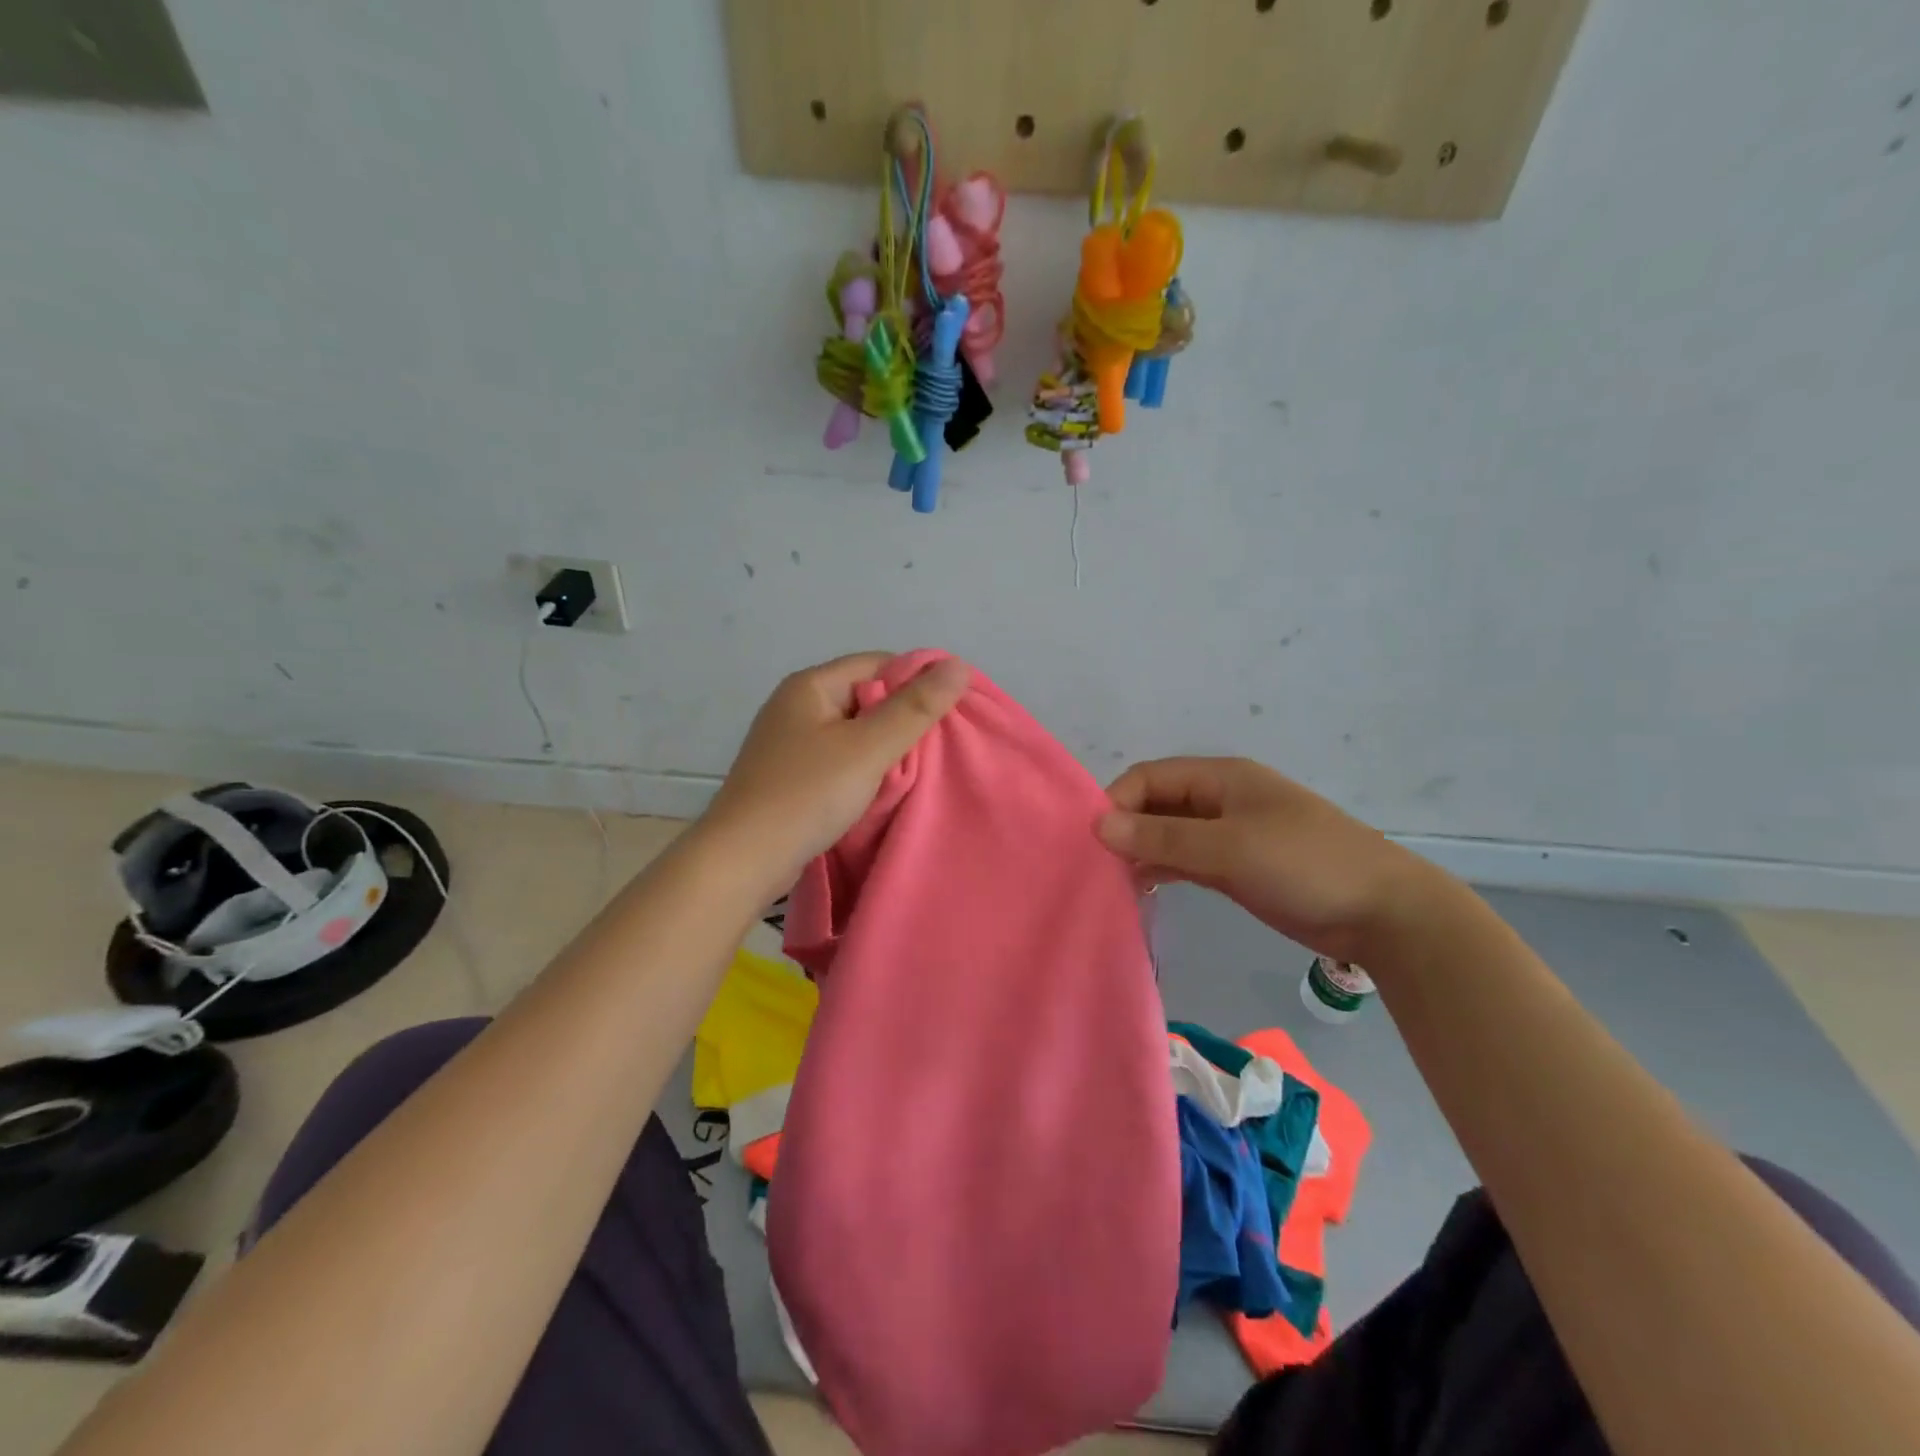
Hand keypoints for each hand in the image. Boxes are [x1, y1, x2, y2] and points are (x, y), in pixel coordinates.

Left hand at [702, 653, 969, 894]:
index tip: (950, 711)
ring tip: (917, 769)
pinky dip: (863, 768)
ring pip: (854, 731)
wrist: (743, 859)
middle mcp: (796, 705)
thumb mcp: (869, 748)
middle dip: (903, 717)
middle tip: (939, 745)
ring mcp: (790, 742)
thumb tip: (957, 666)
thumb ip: (915, 708)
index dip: (917, 681)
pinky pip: (838, 759)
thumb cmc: (807, 794)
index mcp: (811, 685)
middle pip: (866, 696)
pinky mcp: (790, 775)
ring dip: (885, 747)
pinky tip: (882, 788)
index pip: (878, 664)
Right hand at [1097, 757, 1438, 964]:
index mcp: (1221, 778)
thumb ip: (1163, 838)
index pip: (1150, 777)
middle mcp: (1221, 799)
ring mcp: (1231, 834)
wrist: (1383, 912)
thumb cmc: (1304, 864)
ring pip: (1170, 834)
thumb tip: (1098, 826)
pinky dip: (1164, 869)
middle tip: (1097, 866)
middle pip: (1157, 804)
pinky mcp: (1238, 866)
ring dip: (1143, 851)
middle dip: (1126, 828)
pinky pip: (1188, 859)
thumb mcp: (1229, 848)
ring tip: (1113, 881)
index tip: (1094, 841)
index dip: (1117, 802)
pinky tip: (1143, 890)